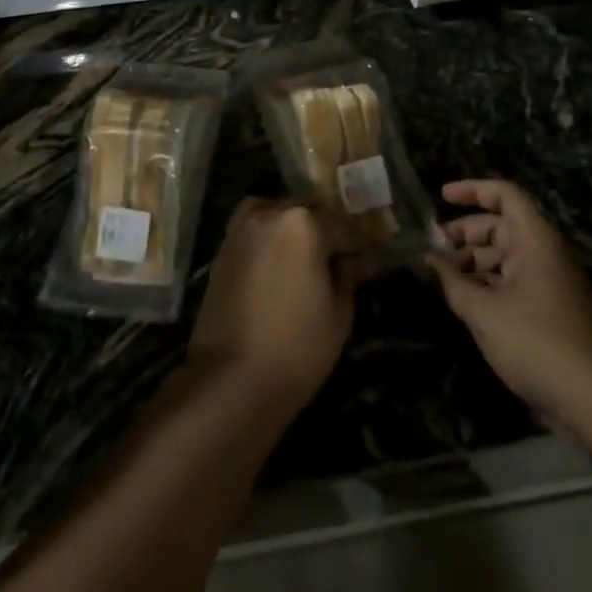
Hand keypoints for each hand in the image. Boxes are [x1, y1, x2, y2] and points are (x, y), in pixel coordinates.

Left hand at [189, 198, 354, 412]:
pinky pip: (255, 230)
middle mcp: (270, 213)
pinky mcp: (223, 248)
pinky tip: (279, 263)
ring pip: (278, 215)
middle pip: (308, 213)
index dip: (360, 247)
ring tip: (307, 259)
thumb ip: (347, 276)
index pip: (344, 227)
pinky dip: (270, 238)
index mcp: (304, 222)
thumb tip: (350, 260)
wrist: (230, 378)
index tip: (368, 264)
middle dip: (326, 233)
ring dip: (294, 230)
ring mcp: (241, 228)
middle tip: (340, 261)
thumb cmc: (296, 348)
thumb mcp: (339, 314)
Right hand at [430, 180, 591, 418]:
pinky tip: (466, 301)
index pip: (504, 194)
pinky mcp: (552, 309)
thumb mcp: (484, 311)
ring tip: (444, 278)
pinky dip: (489, 283)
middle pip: (502, 225)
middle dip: (466, 233)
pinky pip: (515, 281)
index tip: (441, 197)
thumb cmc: (535, 342)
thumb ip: (453, 282)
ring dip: (474, 261)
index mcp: (535, 240)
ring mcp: (551, 282)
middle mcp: (546, 253)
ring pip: (507, 256)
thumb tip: (430, 260)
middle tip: (434, 248)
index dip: (472, 190)